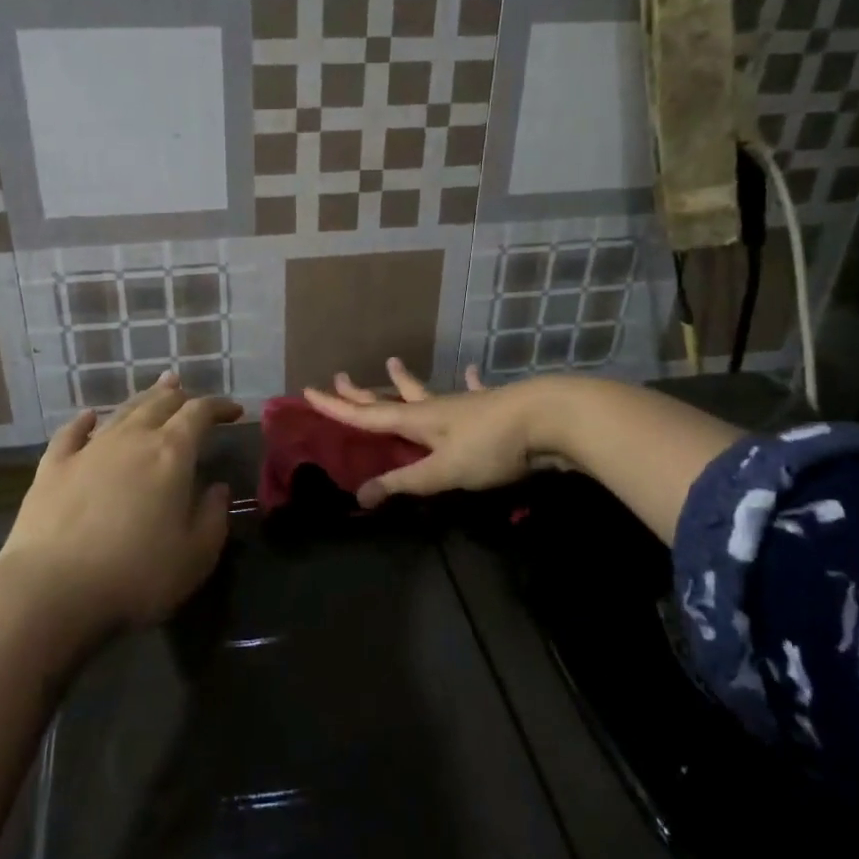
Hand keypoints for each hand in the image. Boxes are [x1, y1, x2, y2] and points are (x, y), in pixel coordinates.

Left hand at [0, 372, 243, 634]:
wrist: (52, 589)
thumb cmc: (136, 575)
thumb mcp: (195, 556)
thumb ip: (213, 517)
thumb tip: (218, 489)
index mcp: (171, 453)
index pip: (200, 413)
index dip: (219, 407)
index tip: (234, 411)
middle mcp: (132, 439)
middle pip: (160, 404)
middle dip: (181, 396)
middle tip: (192, 396)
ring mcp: (89, 450)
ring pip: (122, 412)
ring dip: (144, 399)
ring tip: (157, 390)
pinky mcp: (53, 467)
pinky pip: (71, 433)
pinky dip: (84, 421)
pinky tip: (88, 416)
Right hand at [303, 358, 567, 508]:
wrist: (550, 419)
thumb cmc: (492, 446)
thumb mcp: (444, 471)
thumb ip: (405, 483)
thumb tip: (360, 495)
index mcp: (417, 420)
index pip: (366, 415)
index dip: (335, 407)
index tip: (308, 390)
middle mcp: (435, 408)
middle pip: (390, 399)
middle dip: (362, 392)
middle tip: (340, 376)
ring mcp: (464, 405)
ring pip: (426, 392)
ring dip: (406, 382)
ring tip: (393, 363)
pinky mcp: (492, 408)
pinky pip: (472, 392)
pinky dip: (467, 383)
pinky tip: (470, 372)